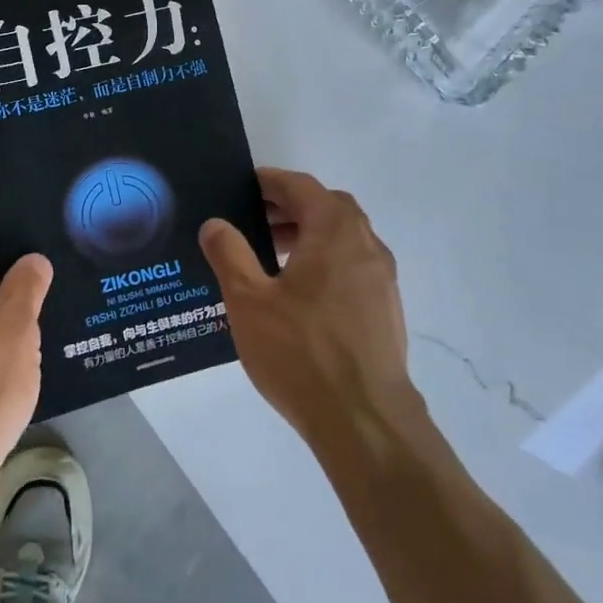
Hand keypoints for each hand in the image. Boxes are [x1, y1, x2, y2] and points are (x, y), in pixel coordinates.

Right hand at [199, 169, 419, 448]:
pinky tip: (300, 295)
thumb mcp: (249, 300)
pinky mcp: (387, 309)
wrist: (366, 422)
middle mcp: (365, 245)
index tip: (245, 186)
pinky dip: (326, 261)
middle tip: (255, 220)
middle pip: (328, 207)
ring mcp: (382, 279)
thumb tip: (216, 223)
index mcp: (334, 231)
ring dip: (309, 234)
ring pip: (344, 238)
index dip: (271, 181)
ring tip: (271, 256)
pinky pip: (353, 266)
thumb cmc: (302, 353)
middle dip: (290, 206)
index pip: (301, 186)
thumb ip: (229, 254)